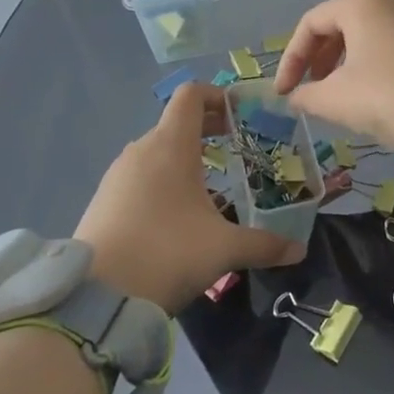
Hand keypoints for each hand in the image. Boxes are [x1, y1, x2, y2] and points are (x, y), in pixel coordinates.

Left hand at [76, 83, 302, 314]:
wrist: (95, 299)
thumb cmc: (167, 253)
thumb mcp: (224, 249)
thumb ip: (265, 244)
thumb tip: (299, 250)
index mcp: (170, 145)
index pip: (192, 95)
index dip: (219, 96)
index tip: (243, 114)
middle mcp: (141, 150)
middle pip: (177, 122)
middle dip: (211, 129)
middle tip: (240, 148)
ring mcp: (118, 175)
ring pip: (158, 150)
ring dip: (186, 157)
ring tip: (213, 184)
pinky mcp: (104, 200)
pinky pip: (141, 175)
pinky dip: (164, 179)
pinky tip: (179, 214)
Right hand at [273, 0, 393, 153]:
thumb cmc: (387, 95)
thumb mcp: (336, 99)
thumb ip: (306, 95)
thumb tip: (295, 97)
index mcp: (359, 4)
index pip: (311, 24)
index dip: (291, 59)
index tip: (285, 91)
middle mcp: (388, 2)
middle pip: (339, 25)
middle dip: (317, 59)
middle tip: (309, 89)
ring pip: (366, 36)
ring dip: (343, 64)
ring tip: (337, 95)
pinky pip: (389, 46)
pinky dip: (370, 65)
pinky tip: (370, 95)